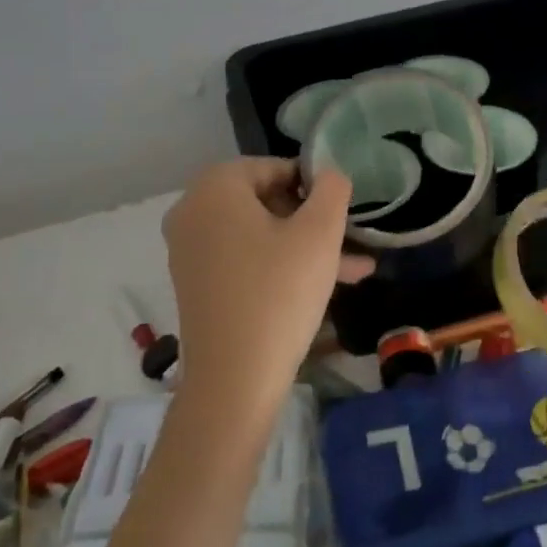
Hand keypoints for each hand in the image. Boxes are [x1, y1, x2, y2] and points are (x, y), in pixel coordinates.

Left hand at [162, 159, 372, 411]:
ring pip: (260, 235)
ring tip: (357, 269)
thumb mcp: (320, 233)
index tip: (342, 212)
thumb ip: (332, 190)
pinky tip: (326, 288)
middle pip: (265, 201)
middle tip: (351, 240)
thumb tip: (329, 175)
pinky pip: (245, 261)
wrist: (234, 380)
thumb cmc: (280, 292)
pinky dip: (281, 267)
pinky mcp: (197, 285)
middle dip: (314, 221)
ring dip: (306, 248)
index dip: (313, 185)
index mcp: (215, 187)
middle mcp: (192, 211)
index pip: (274, 167)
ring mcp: (190, 251)